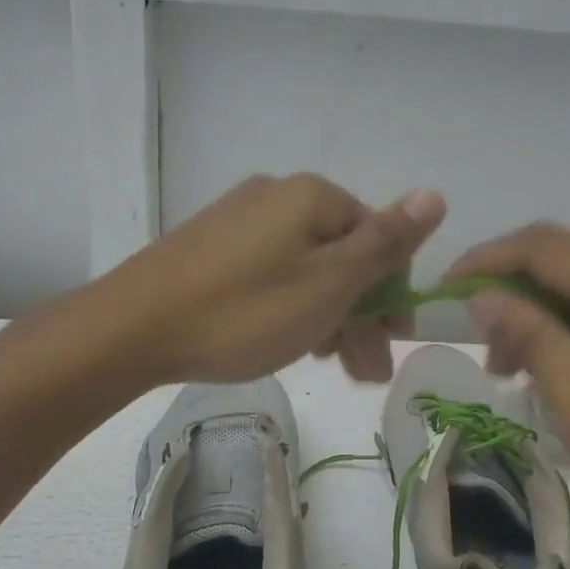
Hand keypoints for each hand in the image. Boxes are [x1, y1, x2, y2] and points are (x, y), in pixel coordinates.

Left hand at [103, 174, 445, 384]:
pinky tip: (287, 341)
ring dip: (327, 316)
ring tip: (330, 366)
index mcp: (312, 197)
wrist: (133, 329)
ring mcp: (238, 220)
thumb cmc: (244, 311)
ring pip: (304, 268)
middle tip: (364, 374)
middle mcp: (276, 196)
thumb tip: (436, 194)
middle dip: (360, 314)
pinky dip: (289, 306)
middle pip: (340, 254)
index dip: (392, 292)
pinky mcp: (210, 247)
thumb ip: (384, 243)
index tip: (392, 342)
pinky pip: (270, 273)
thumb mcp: (328, 284)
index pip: (378, 237)